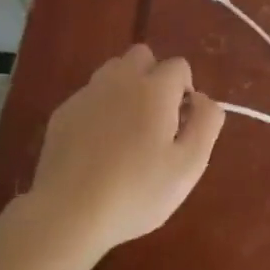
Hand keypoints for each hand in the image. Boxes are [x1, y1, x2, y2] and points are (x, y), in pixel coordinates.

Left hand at [27, 44, 224, 256]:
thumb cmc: (136, 191)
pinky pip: (90, 96)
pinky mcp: (63, 112)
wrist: (68, 213)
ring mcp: (87, 94)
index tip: (180, 125)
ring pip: (113, 71)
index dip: (185, 91)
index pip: (179, 66)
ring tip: (126, 130)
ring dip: (126, 88)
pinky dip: (99, 109)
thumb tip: (203, 99)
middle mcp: (120, 80)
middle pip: (142, 55)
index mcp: (154, 88)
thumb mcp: (188, 165)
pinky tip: (97, 146)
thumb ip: (206, 123)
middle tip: (155, 120)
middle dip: (154, 77)